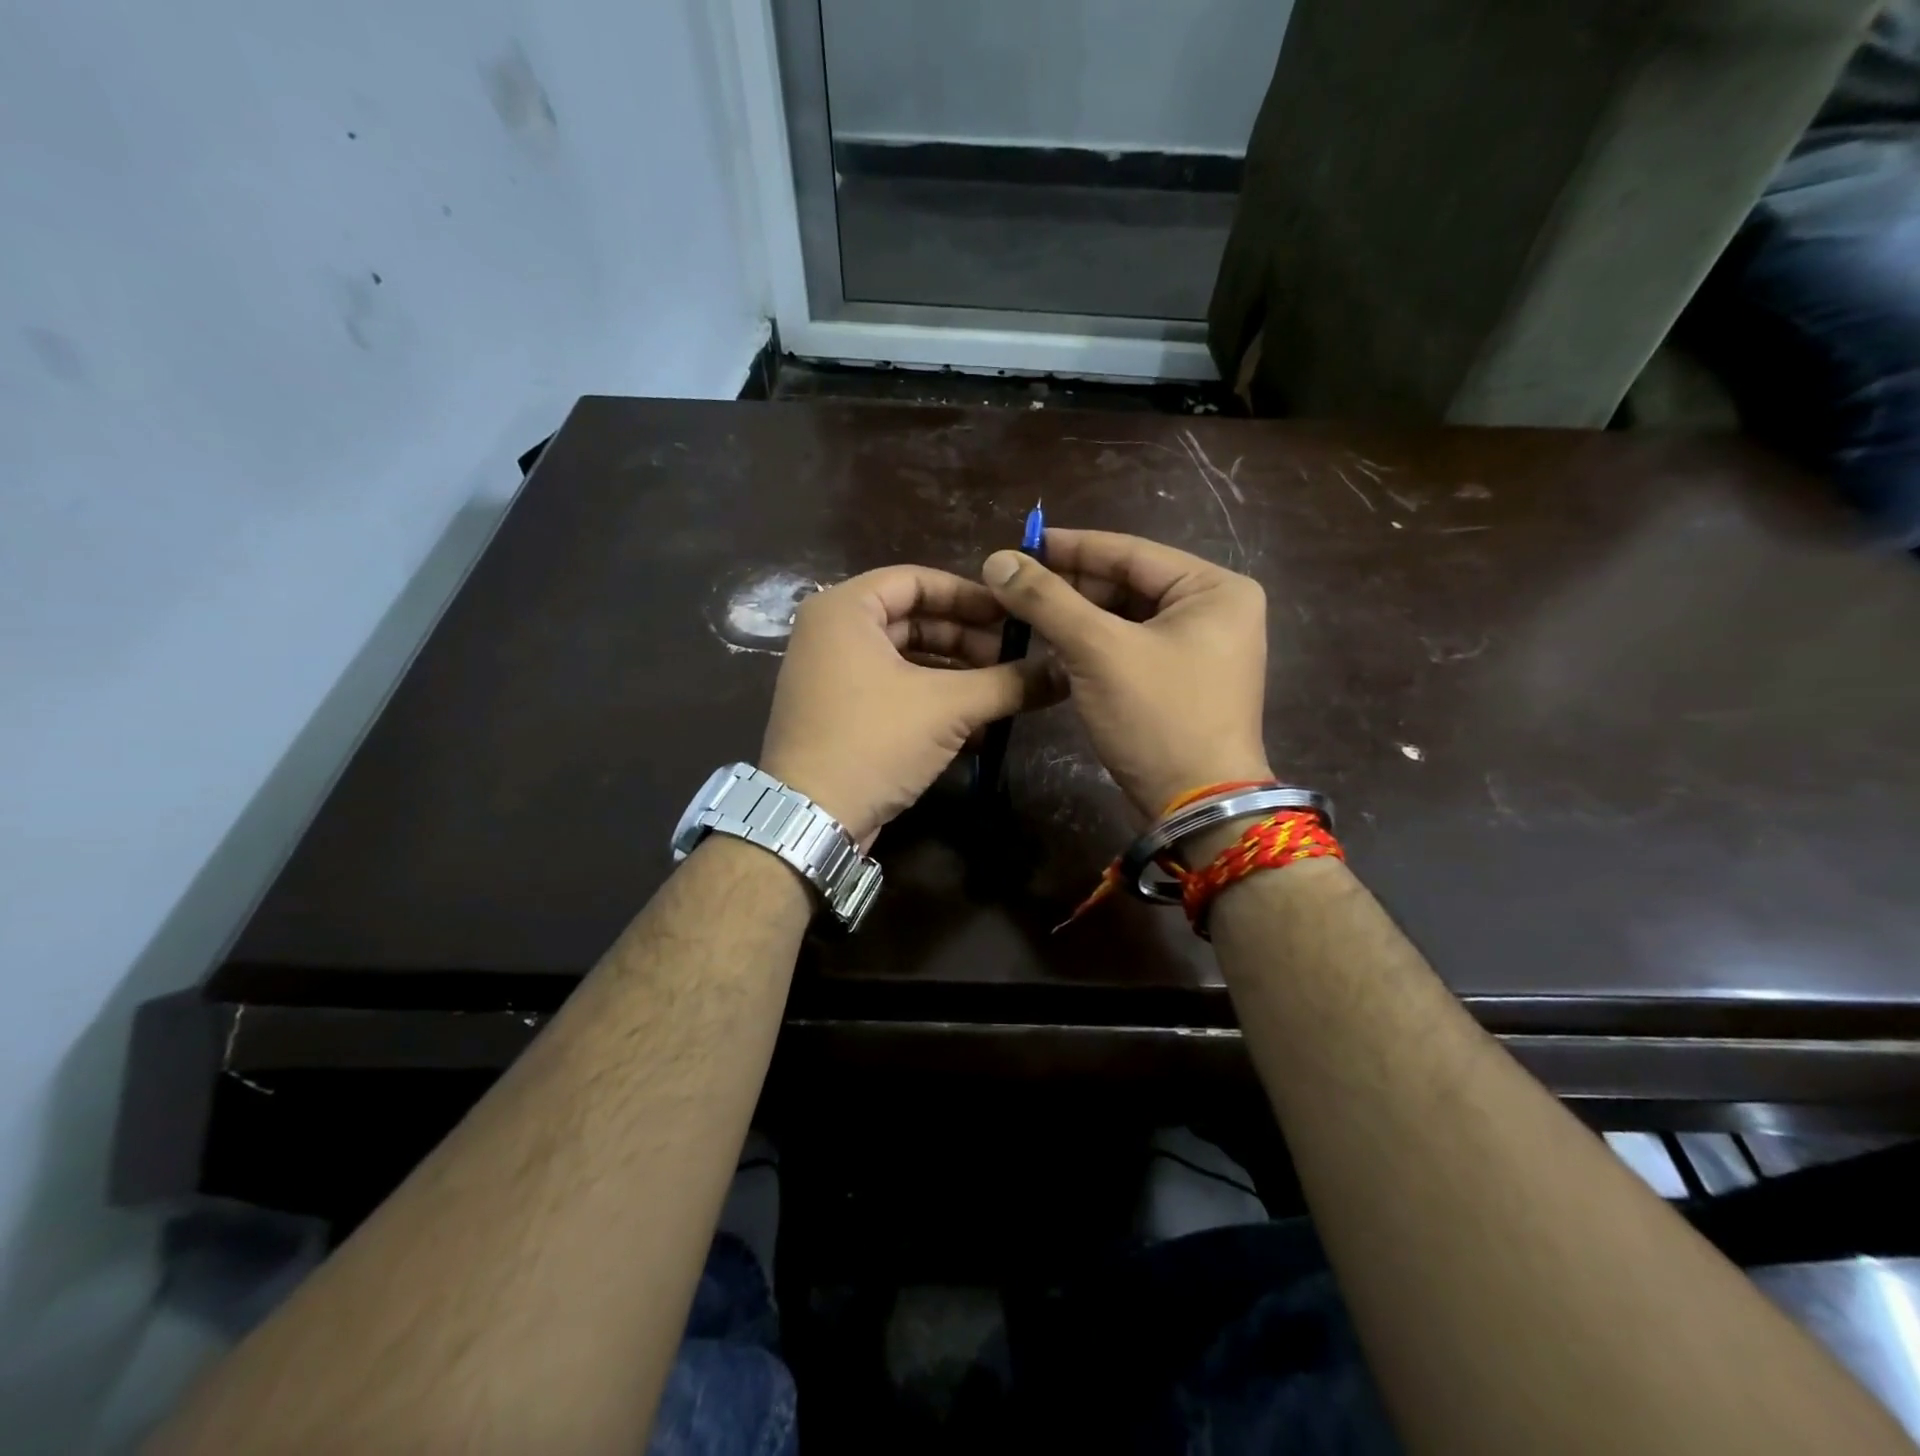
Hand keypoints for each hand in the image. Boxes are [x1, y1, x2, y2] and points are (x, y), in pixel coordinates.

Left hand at [759, 565, 1062, 843]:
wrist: (811, 819)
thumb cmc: (874, 740)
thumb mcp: (949, 706)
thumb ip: (1008, 683)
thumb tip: (1064, 672)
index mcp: (845, 609)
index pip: (917, 580)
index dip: (969, 595)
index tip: (1012, 614)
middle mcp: (831, 633)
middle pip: (913, 619)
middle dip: (966, 638)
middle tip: (1013, 656)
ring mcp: (831, 675)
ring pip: (906, 658)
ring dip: (955, 673)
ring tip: (1001, 690)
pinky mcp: (838, 713)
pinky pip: (893, 689)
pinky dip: (932, 699)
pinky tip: (975, 723)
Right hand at [981, 529, 1270, 815]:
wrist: (1197, 807)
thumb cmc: (1158, 718)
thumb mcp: (1099, 651)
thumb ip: (1048, 600)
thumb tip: (997, 560)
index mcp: (1214, 588)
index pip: (1130, 551)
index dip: (1071, 546)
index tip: (1020, 544)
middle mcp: (1216, 610)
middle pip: (1128, 584)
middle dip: (1070, 586)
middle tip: (1015, 587)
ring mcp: (1202, 648)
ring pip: (1125, 617)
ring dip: (1076, 617)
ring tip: (1024, 614)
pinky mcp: (1183, 680)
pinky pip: (1130, 647)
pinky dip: (1092, 646)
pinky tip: (1052, 646)